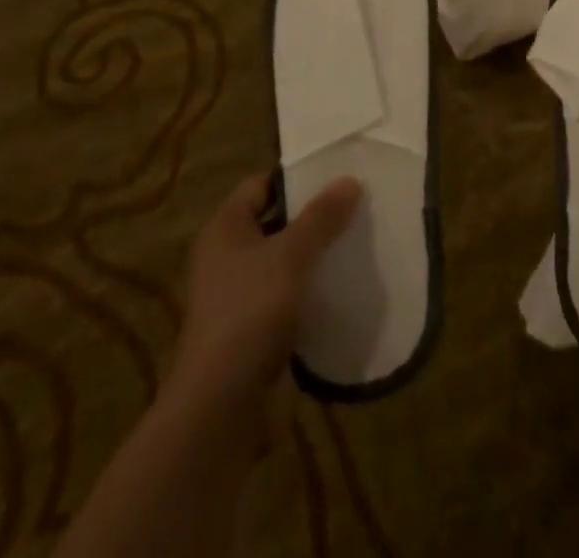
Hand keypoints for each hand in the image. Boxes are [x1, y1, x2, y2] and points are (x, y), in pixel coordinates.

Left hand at [170, 171, 362, 406]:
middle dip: (312, 216)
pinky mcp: (254, 330)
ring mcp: (239, 296)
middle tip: (354, 205)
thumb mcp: (292, 254)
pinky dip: (311, 289)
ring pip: (284, 261)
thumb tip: (350, 180)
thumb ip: (322, 216)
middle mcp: (226, 257)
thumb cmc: (251, 311)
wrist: (222, 404)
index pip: (261, 185)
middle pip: (275, 222)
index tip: (335, 174)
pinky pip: (288, 296)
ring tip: (356, 240)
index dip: (295, 177)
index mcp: (225, 229)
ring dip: (315, 254)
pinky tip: (343, 286)